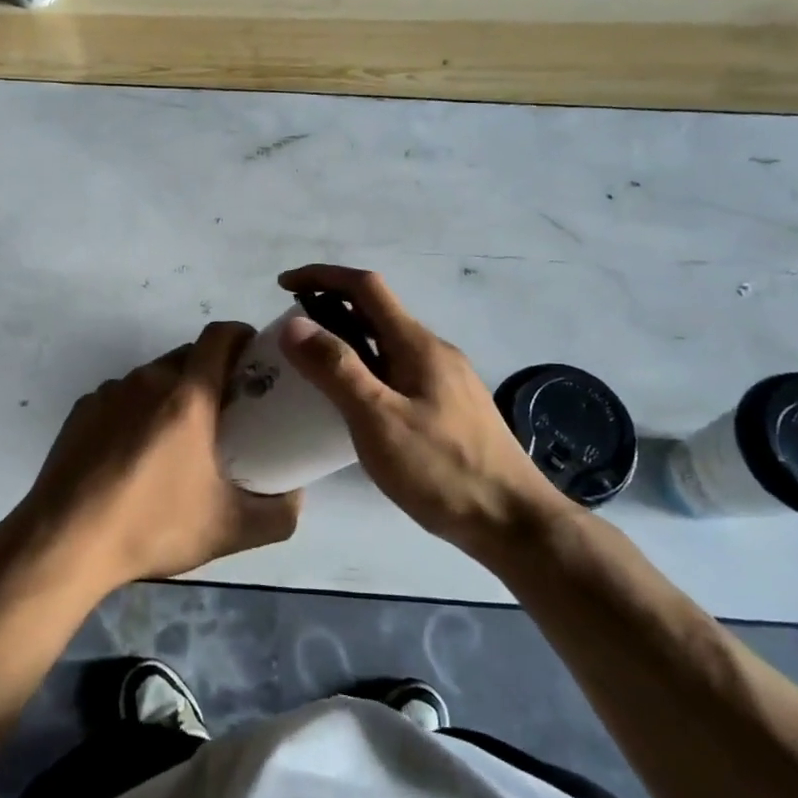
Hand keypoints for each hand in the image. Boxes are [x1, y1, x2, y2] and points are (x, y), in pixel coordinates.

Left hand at [5, 322, 301, 594]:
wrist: (65, 542)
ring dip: (173, 394)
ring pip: (153, 377)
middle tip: (227, 411)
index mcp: (187, 395)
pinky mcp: (82, 410)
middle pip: (188, 356)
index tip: (256, 358)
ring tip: (178, 439)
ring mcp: (109, 392)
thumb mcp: (230, 529)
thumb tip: (296, 496)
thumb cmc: (152, 526)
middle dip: (212, 372)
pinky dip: (138, 411)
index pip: (220, 336)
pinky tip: (134, 455)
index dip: (242, 336)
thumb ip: (280, 513)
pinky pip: (122, 397)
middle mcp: (148, 380)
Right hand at [276, 265, 567, 547]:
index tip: (283, 286)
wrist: (515, 522)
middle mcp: (433, 350)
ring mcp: (444, 378)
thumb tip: (294, 323)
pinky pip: (396, 368)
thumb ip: (336, 369)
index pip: (366, 287)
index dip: (322, 276)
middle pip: (376, 310)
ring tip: (311, 363)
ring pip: (386, 341)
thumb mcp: (378, 420)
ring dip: (346, 337)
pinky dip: (365, 365)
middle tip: (290, 333)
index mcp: (417, 344)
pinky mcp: (448, 405)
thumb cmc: (442, 470)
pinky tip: (353, 400)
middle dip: (330, 306)